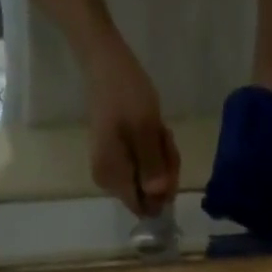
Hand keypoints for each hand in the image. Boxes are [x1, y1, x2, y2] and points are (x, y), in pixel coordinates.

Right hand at [86, 37, 179, 216]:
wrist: (105, 62)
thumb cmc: (125, 92)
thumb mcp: (145, 129)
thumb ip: (152, 166)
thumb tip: (158, 197)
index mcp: (113, 178)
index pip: (145, 208)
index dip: (163, 191)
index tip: (167, 159)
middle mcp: (109, 182)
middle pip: (148, 196)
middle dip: (164, 171)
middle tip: (165, 138)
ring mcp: (112, 171)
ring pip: (148, 182)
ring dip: (161, 159)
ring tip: (159, 130)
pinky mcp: (117, 160)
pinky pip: (143, 168)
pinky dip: (154, 153)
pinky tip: (154, 132)